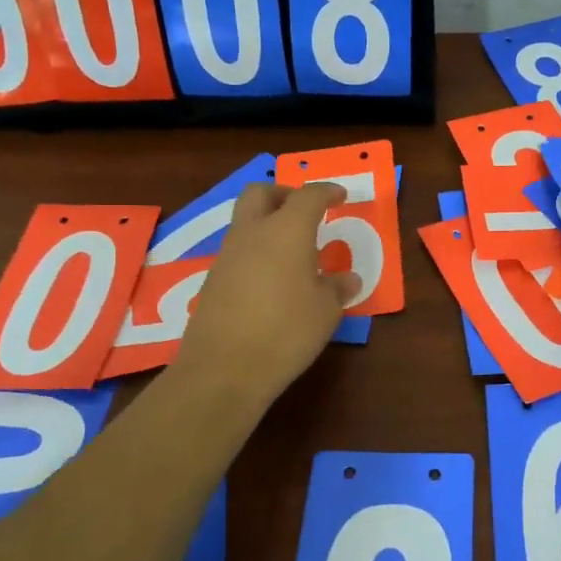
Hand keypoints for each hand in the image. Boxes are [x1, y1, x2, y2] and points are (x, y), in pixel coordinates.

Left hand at [174, 182, 359, 408]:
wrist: (223, 369)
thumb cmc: (286, 331)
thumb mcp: (326, 311)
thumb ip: (337, 288)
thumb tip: (348, 279)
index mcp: (286, 231)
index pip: (308, 196)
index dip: (327, 192)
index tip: (340, 196)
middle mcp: (252, 233)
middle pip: (261, 192)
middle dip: (284, 194)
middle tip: (305, 212)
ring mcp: (227, 256)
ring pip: (245, 221)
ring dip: (268, 224)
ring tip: (293, 252)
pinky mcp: (213, 280)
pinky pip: (238, 250)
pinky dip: (256, 252)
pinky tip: (272, 281)